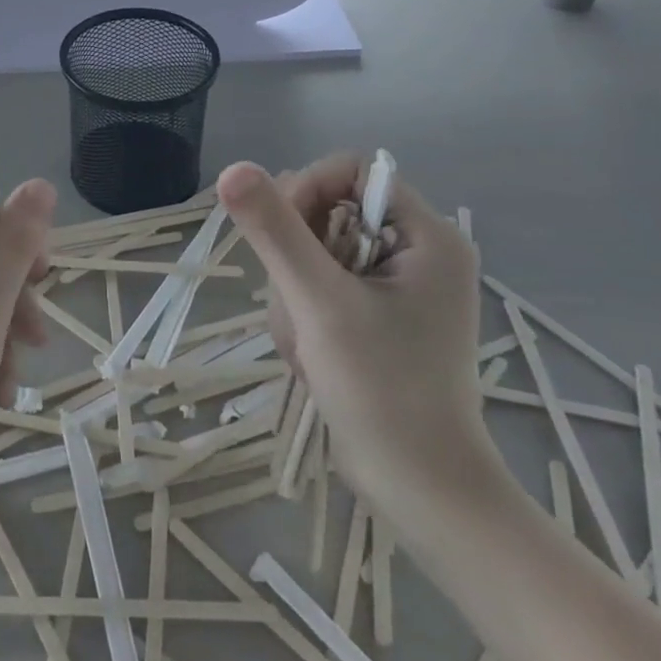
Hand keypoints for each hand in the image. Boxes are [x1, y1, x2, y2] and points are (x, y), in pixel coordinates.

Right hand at [217, 156, 501, 512]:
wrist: (420, 490)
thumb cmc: (382, 390)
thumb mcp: (320, 302)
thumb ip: (276, 230)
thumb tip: (233, 169)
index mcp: (428, 237)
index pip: (353, 172)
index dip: (307, 188)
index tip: (280, 234)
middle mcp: (417, 253)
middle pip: (329, 212)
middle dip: (296, 257)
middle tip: (296, 304)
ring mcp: (396, 288)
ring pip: (315, 254)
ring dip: (293, 294)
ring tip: (305, 343)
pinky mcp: (376, 318)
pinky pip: (319, 288)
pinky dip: (302, 315)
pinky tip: (309, 356)